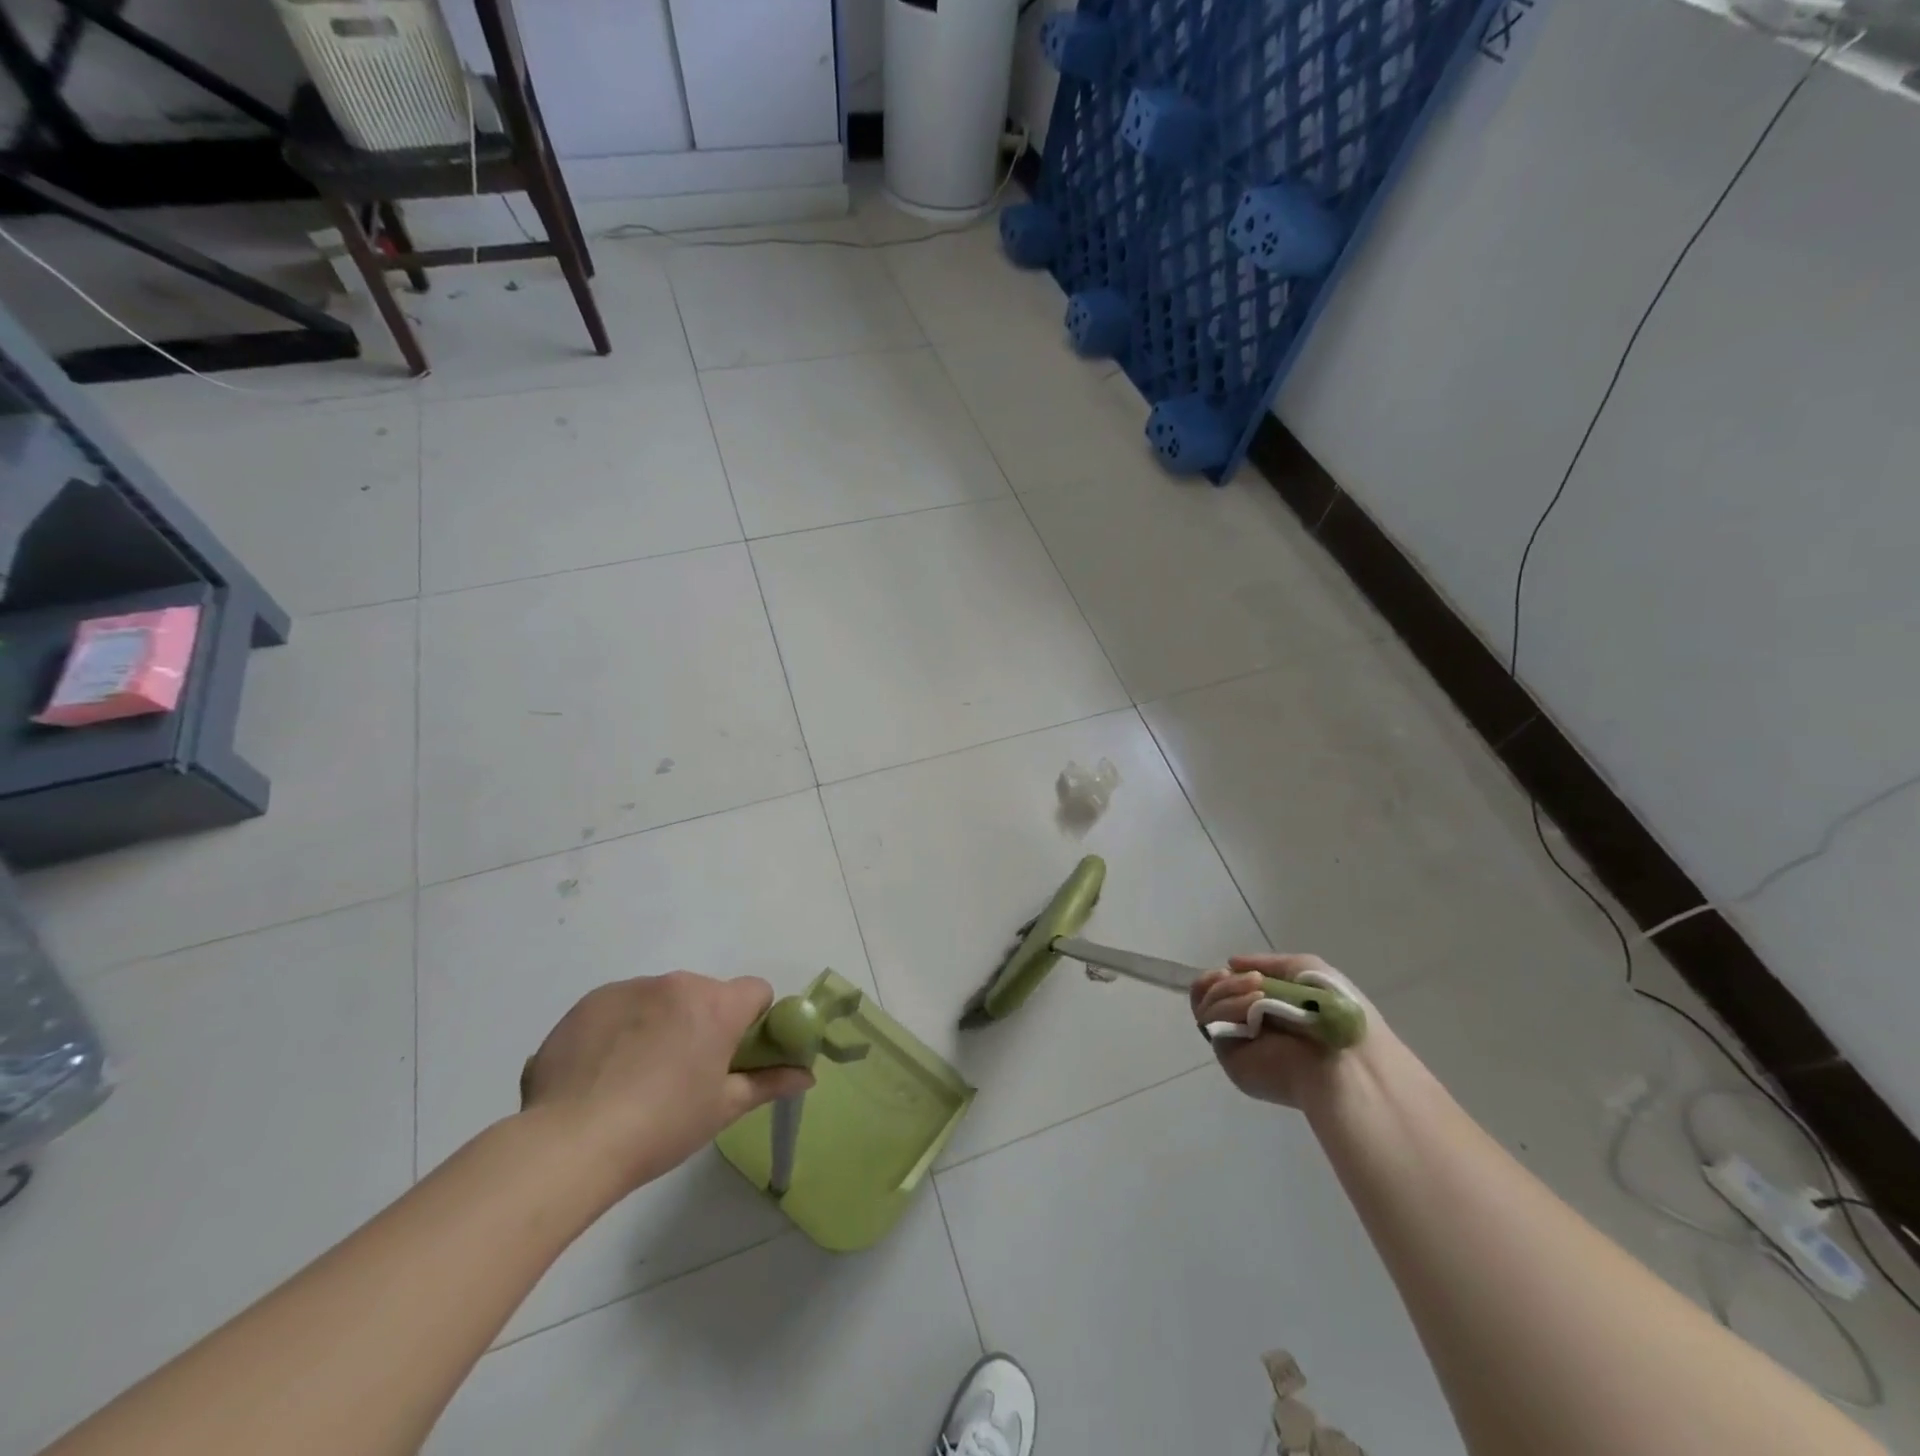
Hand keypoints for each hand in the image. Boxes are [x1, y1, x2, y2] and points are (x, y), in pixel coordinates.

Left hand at [519, 972, 812, 1193]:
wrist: (569, 1143)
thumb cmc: (661, 1126)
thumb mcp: (722, 1109)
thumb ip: (769, 1083)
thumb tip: (807, 1076)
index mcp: (717, 1005)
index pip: (756, 991)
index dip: (753, 1021)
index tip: (734, 1056)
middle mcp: (677, 984)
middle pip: (706, 995)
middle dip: (703, 1024)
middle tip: (684, 1074)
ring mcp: (630, 988)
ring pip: (661, 999)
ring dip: (661, 1024)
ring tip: (635, 1077)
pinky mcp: (589, 1001)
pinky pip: (620, 1007)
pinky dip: (621, 1029)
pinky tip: (602, 1072)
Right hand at [1190, 954, 1373, 1108]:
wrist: (1345, 1059)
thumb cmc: (1333, 1010)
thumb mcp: (1304, 968)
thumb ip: (1266, 963)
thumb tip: (1231, 963)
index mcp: (1266, 1007)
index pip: (1225, 989)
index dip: (1221, 977)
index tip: (1230, 968)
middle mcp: (1247, 1024)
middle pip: (1207, 995)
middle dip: (1218, 981)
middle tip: (1234, 977)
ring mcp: (1236, 1041)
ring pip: (1205, 1006)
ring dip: (1226, 990)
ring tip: (1258, 992)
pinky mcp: (1229, 1057)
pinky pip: (1211, 1023)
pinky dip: (1226, 1007)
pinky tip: (1253, 1006)